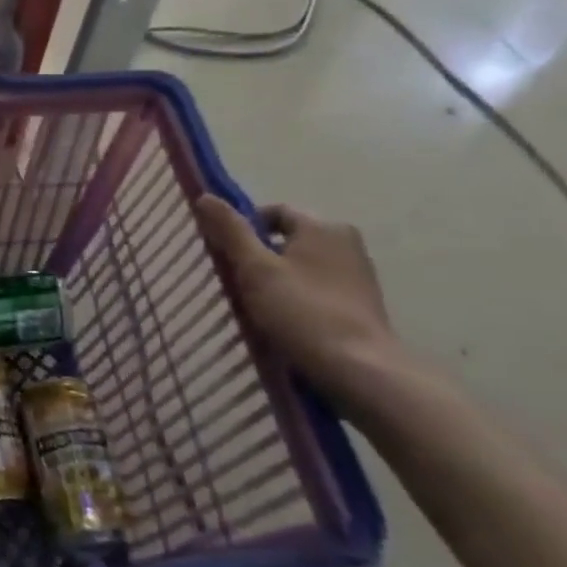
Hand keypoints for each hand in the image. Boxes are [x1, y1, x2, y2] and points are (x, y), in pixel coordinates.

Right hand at [193, 196, 404, 408]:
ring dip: (278, 279)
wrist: (360, 370)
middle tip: (237, 282)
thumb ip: (230, 231)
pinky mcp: (362, 302)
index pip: (273, 212)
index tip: (225, 255)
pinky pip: (318, 287)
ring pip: (303, 265)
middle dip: (260, 256)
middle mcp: (346, 241)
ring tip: (258, 306)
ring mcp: (358, 273)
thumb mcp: (255, 268)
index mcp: (322, 226)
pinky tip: (286, 321)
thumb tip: (204, 196)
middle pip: (288, 239)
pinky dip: (299, 296)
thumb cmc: (302, 312)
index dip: (243, 228)